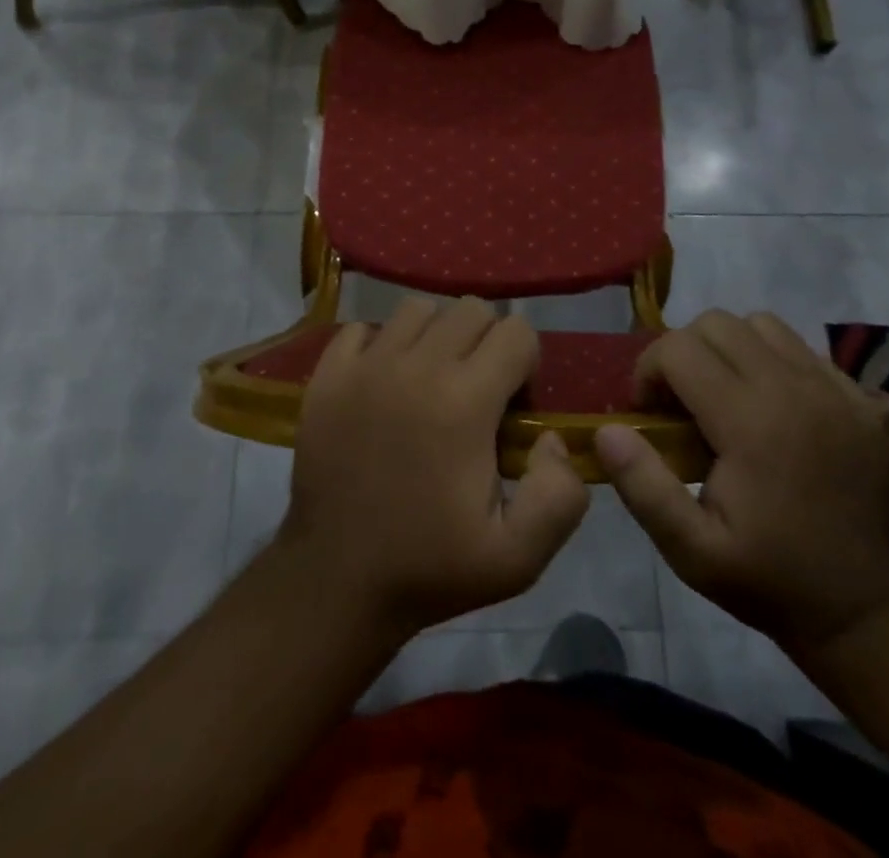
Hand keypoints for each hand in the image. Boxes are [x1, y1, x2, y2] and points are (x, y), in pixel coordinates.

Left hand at [277, 297, 590, 637]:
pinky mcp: (328, 374)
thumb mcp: (518, 558)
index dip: (526, 366)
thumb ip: (560, 495)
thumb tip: (551, 437)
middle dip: (487, 342)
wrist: (335, 580)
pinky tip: (384, 382)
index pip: (517, 333)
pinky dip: (380, 344)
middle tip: (476, 391)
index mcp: (466, 402)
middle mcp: (417, 366)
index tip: (512, 408)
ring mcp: (366, 365)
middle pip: (471, 309)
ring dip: (436, 335)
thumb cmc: (430, 568)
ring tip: (431, 381)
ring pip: (417, 309)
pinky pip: (362, 328)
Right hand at [594, 310, 888, 651]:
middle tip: (680, 402)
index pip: (678, 349)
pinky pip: (801, 347)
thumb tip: (607, 430)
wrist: (866, 609)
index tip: (649, 413)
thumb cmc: (770, 579)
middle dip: (683, 352)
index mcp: (751, 422)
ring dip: (729, 348)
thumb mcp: (692, 551)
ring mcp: (834, 387)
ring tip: (724, 394)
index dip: (648, 372)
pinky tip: (770, 405)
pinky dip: (772, 359)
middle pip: (716, 323)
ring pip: (760, 324)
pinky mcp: (861, 397)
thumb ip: (644, 486)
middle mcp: (794, 388)